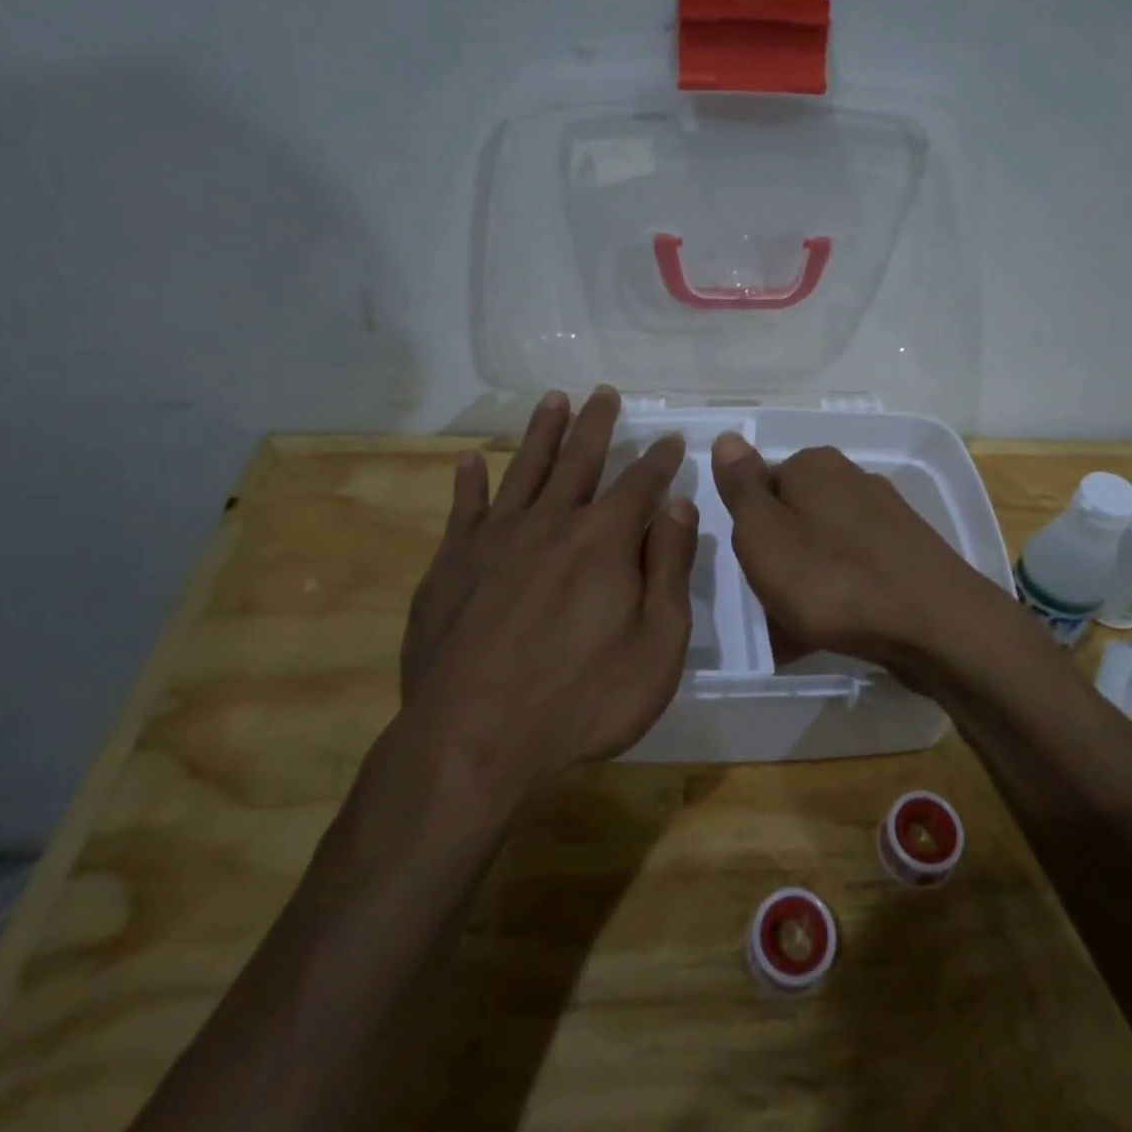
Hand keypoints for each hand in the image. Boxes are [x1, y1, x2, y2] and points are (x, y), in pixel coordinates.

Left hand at [396, 386, 696, 795]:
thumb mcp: (656, 646)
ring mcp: (495, 540)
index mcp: (604, 540)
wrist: (473, 739)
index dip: (659, 459)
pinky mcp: (451, 564)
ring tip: (553, 399)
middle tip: (605, 393)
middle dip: (597, 424)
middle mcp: (551, 523)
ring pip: (524, 469)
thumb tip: (680, 508)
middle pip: (579, 460)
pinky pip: (463, 509)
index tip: (670, 437)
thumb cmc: (581, 699)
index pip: (640, 484)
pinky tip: (470, 461)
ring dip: (542, 433)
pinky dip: (468, 482)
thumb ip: (670, 570)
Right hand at [710, 432, 1016, 687]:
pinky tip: (829, 635)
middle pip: (793, 519)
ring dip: (802, 586)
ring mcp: (885, 517)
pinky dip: (836, 598)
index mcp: (814, 466)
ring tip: (794, 634)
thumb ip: (741, 487)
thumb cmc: (831, 579)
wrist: (936, 626)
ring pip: (821, 549)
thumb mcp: (764, 533)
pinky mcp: (907, 553)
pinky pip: (852, 572)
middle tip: (769, 605)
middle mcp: (852, 479)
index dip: (749, 530)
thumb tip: (728, 437)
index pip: (761, 486)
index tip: (750, 568)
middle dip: (777, 560)